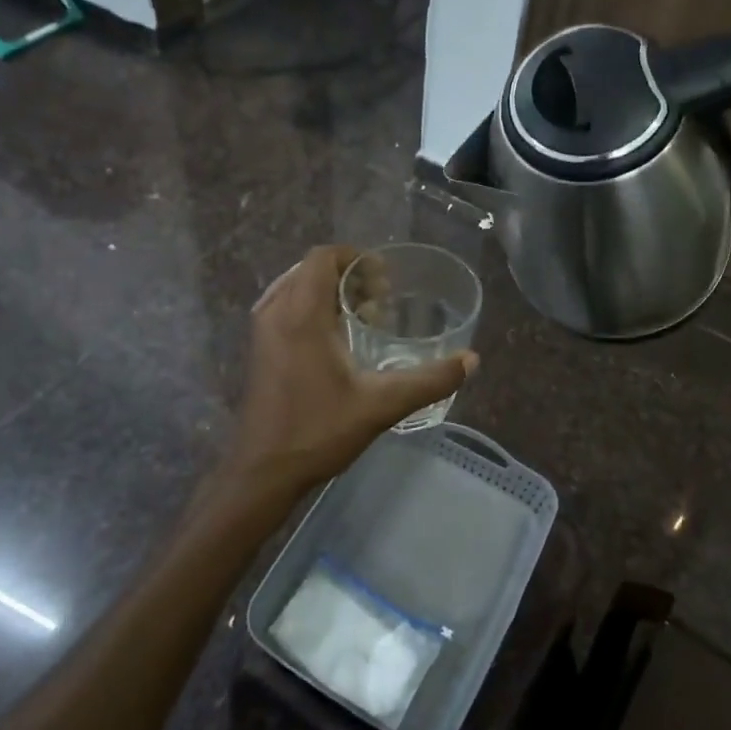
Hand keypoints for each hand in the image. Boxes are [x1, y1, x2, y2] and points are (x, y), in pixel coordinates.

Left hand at [227, 246, 477, 499]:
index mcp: (301, 314)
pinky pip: (287, 306)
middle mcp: (276, 312)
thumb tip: (472, 361)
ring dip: (331, 292)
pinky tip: (337, 341)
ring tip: (363, 318)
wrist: (261, 472)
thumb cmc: (318, 431)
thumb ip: (429, 380)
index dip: (356, 258)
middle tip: (381, 302)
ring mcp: (262, 330)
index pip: (323, 257)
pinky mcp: (258, 348)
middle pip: (312, 269)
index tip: (385, 280)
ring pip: (298, 287)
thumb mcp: (381, 404)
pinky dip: (313, 308)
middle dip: (349, 276)